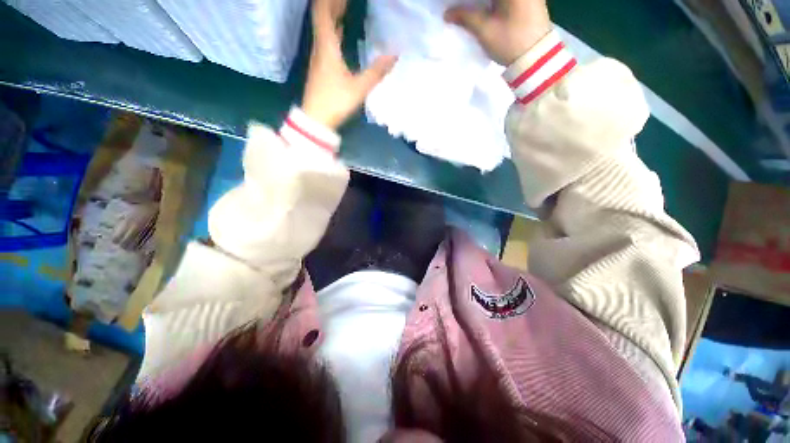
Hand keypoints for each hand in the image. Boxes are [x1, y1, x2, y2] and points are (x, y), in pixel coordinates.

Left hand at [302, 0, 396, 129]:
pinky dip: (334, 31)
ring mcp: (319, 58)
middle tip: (347, 0)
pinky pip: (326, 41)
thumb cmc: (335, 101)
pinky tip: (342, 33)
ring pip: (324, 29)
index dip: (332, 0)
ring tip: (345, 8)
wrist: (316, 119)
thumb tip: (395, 54)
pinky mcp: (321, 68)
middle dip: (334, 4)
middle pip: (323, 17)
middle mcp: (320, 47)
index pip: (323, 12)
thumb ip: (376, 72)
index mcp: (327, 46)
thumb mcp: (358, 88)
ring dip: (333, 16)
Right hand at [444, 0, 551, 65]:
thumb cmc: (511, 42)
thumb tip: (447, 13)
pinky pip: (504, 1)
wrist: (537, 58)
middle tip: (459, 9)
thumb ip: (466, 17)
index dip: (466, 1)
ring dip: (482, 4)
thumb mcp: (485, 30)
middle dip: (473, 3)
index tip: (454, 6)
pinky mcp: (529, 0)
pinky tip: (482, 11)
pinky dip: (491, 4)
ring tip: (468, 11)